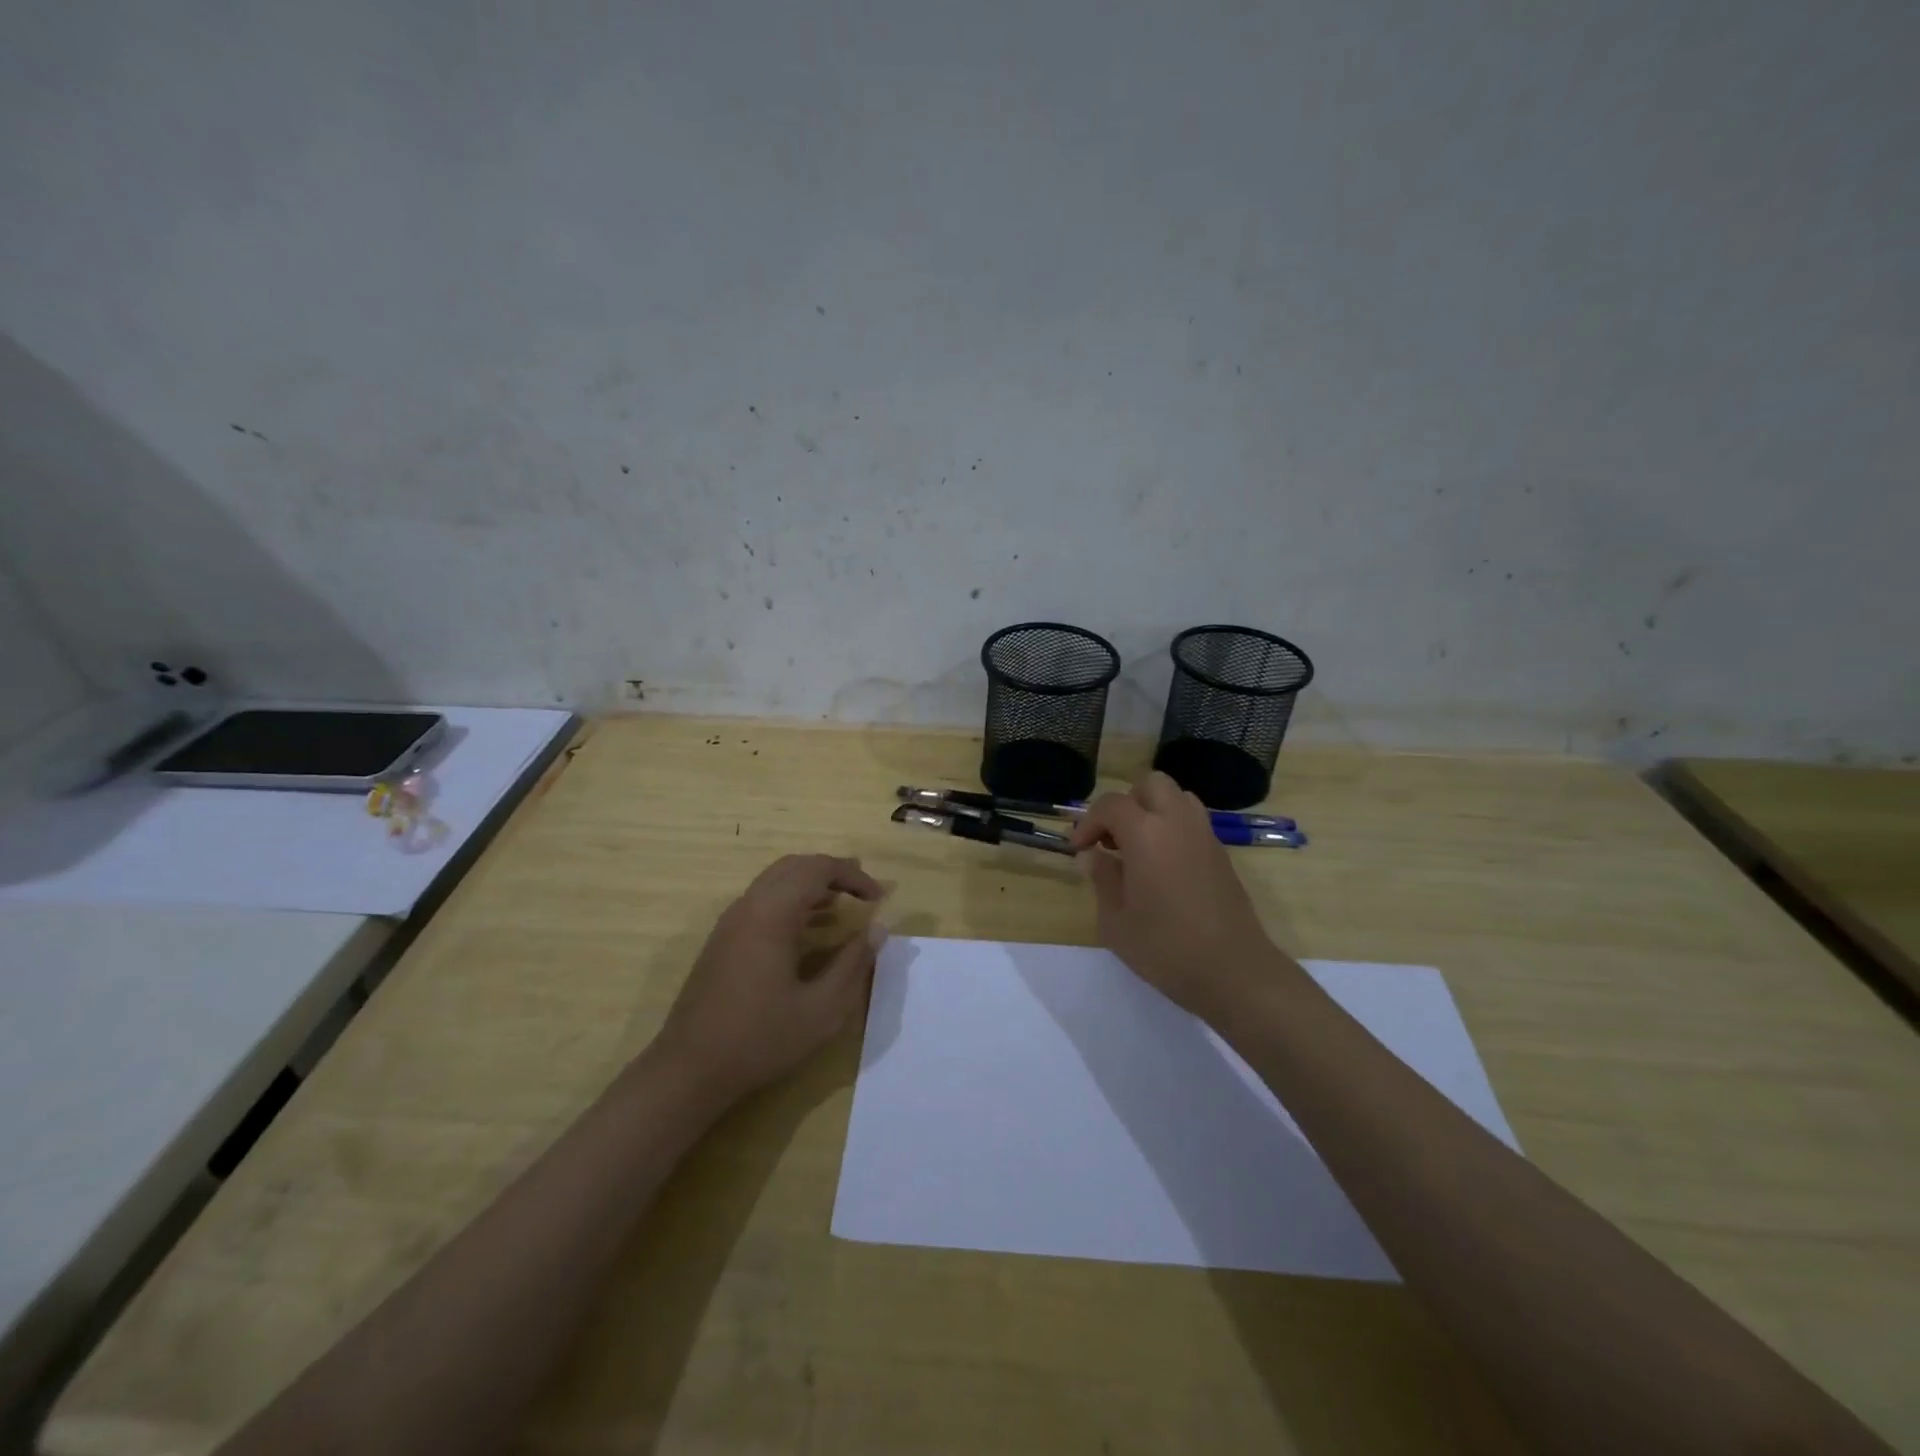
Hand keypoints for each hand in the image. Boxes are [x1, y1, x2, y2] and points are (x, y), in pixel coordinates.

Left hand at [656, 854, 885, 1102]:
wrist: (690, 1069)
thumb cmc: (760, 1039)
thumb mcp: (821, 1009)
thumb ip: (853, 964)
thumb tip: (877, 930)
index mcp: (772, 914)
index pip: (818, 870)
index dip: (853, 876)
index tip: (879, 898)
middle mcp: (749, 906)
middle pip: (794, 866)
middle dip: (832, 871)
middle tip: (864, 889)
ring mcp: (731, 922)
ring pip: (775, 880)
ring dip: (811, 884)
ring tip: (843, 902)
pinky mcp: (723, 939)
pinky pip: (762, 900)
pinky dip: (791, 899)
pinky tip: (810, 926)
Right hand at [1069, 773, 1281, 1020]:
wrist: (1233, 971)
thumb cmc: (1165, 947)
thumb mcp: (1116, 920)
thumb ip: (1102, 878)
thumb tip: (1091, 856)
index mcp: (1146, 833)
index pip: (1111, 804)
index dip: (1089, 822)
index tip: (1079, 850)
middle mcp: (1178, 823)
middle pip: (1151, 785)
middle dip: (1126, 804)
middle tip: (1112, 840)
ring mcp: (1205, 836)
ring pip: (1177, 798)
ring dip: (1153, 812)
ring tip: (1138, 848)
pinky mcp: (1222, 854)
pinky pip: (1193, 822)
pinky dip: (1173, 829)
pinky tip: (1162, 867)